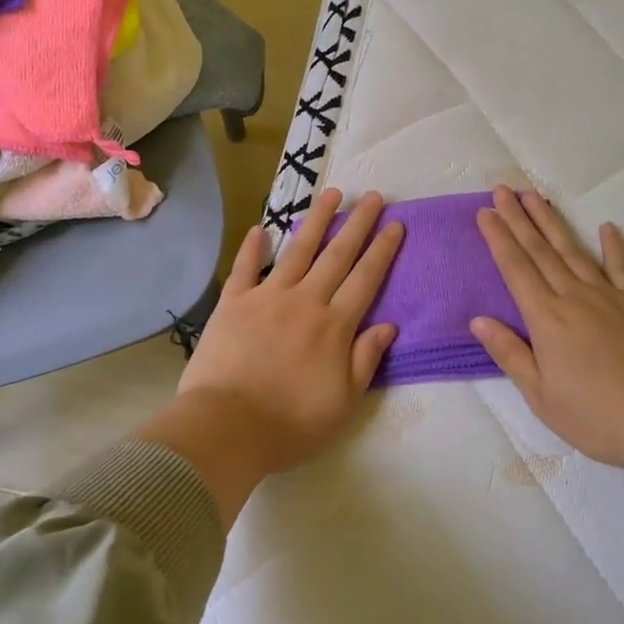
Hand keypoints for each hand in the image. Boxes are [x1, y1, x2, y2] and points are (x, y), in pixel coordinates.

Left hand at [137, 189, 402, 524]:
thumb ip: (365, 359)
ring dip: (316, 221)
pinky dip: (253, 247)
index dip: (383, 250)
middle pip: (337, 255)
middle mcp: (305, 301)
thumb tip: (389, 325)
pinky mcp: (233, 304)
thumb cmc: (291, 424)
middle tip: (373, 196)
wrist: (226, 429)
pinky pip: (245, 269)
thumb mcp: (343, 403)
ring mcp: (267, 298)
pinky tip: (261, 228)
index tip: (396, 224)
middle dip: (358, 224)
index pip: (365, 279)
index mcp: (334, 326)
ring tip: (332, 194)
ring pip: (297, 250)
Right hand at [472, 186, 623, 527]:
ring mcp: (609, 297)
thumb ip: (509, 353)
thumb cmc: (596, 417)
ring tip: (536, 196)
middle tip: (503, 189)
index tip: (485, 211)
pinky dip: (614, 246)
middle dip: (518, 218)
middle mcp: (574, 297)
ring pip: (574, 251)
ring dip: (552, 222)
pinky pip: (622, 268)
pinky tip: (606, 227)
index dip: (498, 238)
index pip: (515, 268)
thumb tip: (478, 320)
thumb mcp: (541, 396)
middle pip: (540, 250)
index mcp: (546, 319)